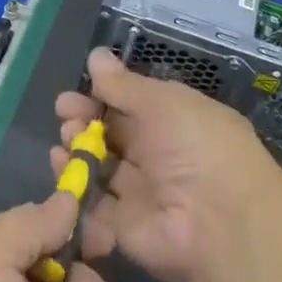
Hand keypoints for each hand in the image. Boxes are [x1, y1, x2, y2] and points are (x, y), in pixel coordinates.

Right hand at [54, 48, 275, 281]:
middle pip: (112, 134)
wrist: (219, 222)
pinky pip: (93, 202)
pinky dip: (75, 183)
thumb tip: (96, 55)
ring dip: (77, 148)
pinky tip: (61, 163)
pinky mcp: (124, 225)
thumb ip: (123, 84)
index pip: (132, 104)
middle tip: (66, 113)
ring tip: (65, 139)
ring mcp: (141, 192)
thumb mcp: (161, 102)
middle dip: (84, 120)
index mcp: (174, 121)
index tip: (76, 91)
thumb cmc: (196, 146)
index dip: (102, 96)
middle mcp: (158, 155)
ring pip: (100, 165)